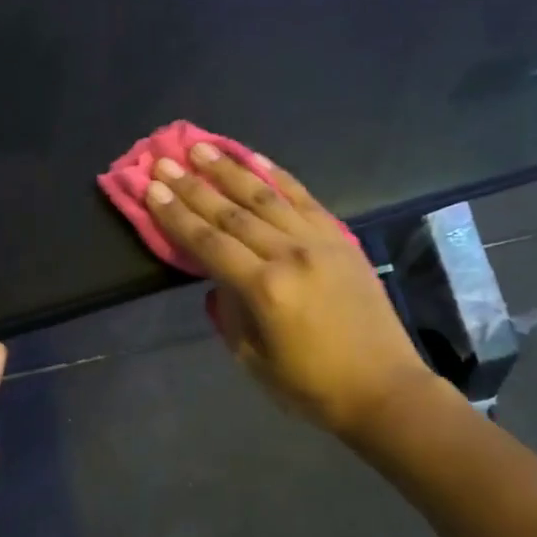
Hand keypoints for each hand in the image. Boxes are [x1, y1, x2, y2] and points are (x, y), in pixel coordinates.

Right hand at [144, 144, 435, 439]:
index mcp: (264, 289)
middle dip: (192, 185)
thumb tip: (218, 279)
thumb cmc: (313, 386)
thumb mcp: (254, 360)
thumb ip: (229, 313)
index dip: (175, 215)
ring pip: (265, 196)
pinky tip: (255, 158)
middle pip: (231, 212)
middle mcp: (289, 254)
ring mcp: (318, 241)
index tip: (151, 188)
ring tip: (202, 147)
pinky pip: (304, 198)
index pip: (208, 242)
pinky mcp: (341, 238)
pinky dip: (278, 176)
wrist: (385, 389)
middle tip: (164, 160)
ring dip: (229, 170)